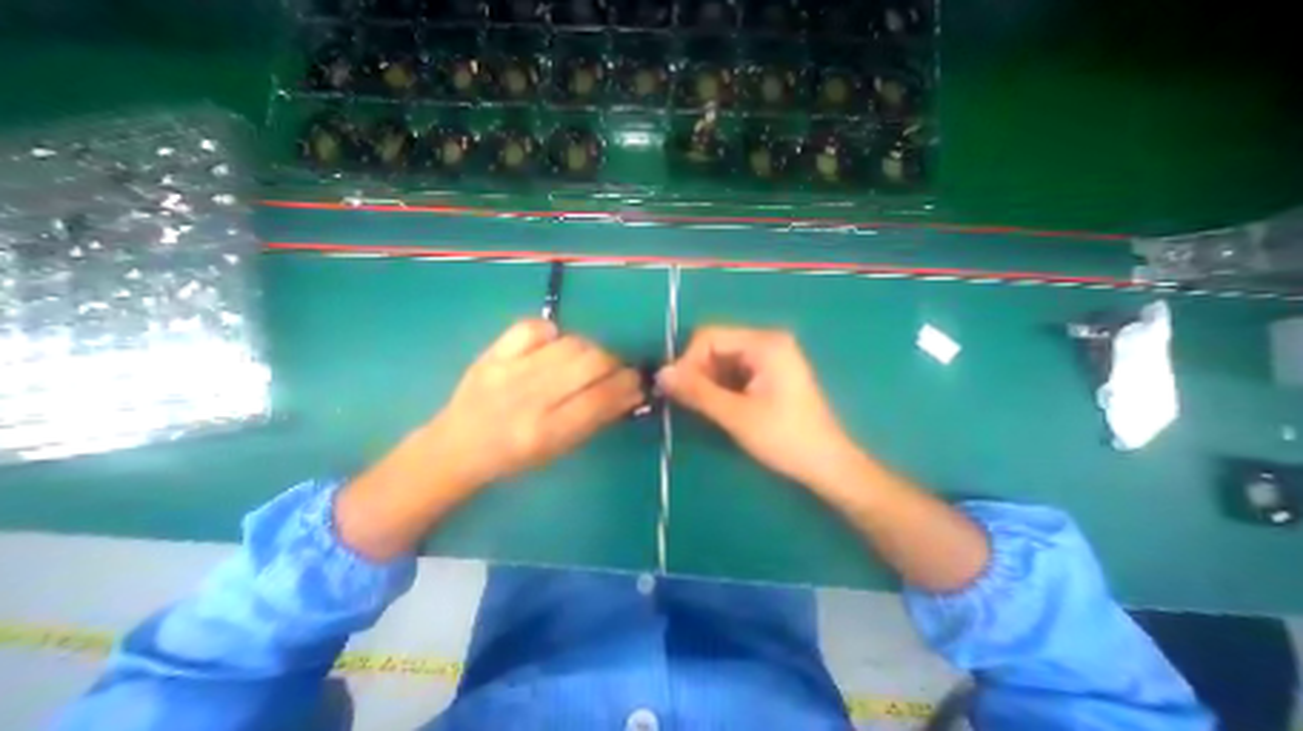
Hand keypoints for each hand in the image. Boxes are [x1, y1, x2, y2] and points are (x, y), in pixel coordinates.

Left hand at [333, 320, 638, 560]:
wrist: (455, 447)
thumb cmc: (512, 458)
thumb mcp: (557, 450)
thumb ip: (594, 419)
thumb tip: (628, 393)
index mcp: (546, 432)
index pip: (601, 399)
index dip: (627, 386)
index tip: (638, 383)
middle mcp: (529, 399)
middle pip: (590, 363)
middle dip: (614, 363)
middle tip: (616, 370)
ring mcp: (508, 371)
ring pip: (570, 343)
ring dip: (590, 349)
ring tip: (588, 360)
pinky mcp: (492, 353)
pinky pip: (534, 327)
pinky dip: (552, 333)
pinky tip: (554, 346)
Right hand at [662, 325, 863, 491]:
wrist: (827, 465)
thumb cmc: (785, 438)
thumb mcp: (736, 415)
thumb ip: (697, 391)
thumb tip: (660, 374)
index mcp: (764, 343)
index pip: (709, 337)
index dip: (687, 361)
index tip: (676, 390)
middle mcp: (767, 341)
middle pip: (715, 346)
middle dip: (697, 371)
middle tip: (687, 401)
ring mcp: (770, 357)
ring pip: (722, 360)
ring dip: (706, 380)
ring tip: (702, 406)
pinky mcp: (769, 373)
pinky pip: (733, 371)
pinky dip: (719, 386)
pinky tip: (717, 405)